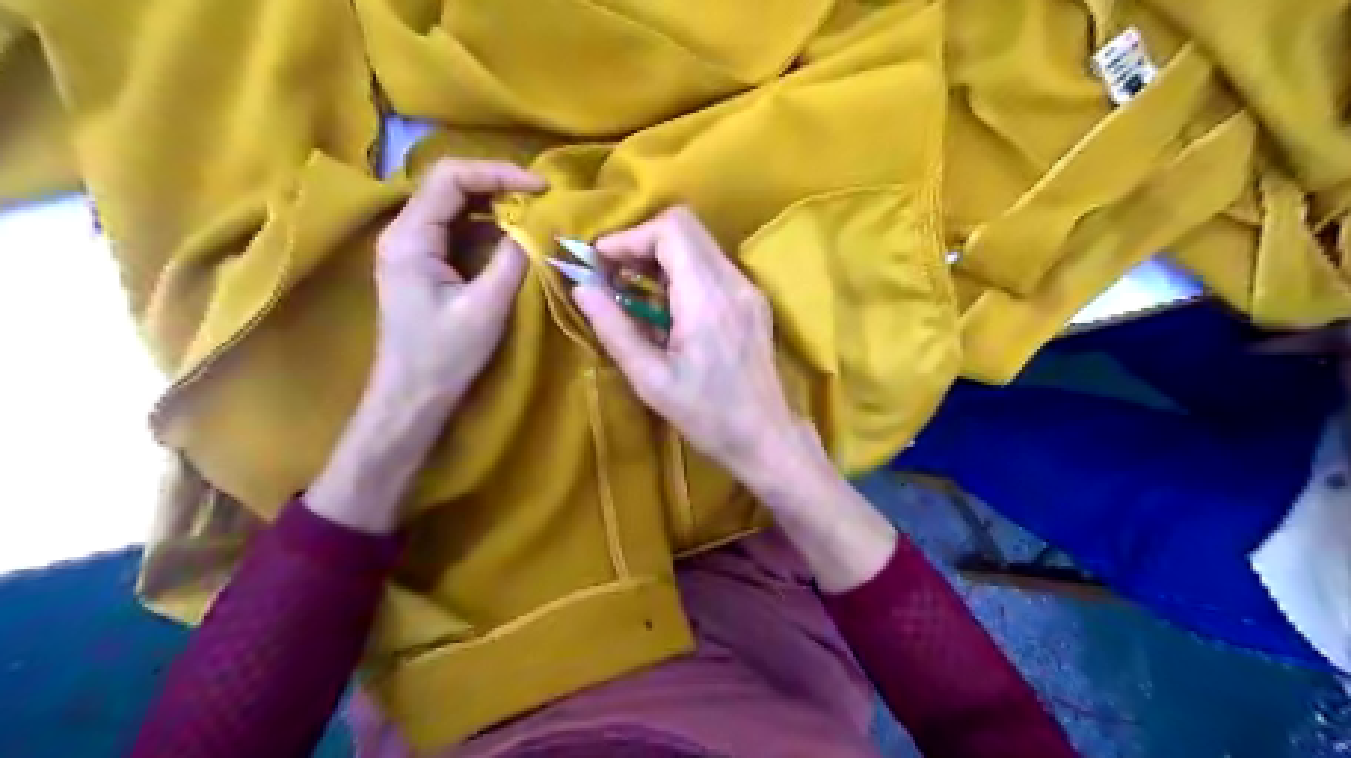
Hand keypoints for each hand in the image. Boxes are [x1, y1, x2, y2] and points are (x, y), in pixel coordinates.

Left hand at [368, 153, 548, 409]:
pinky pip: (457, 230)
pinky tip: (513, 239)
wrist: (413, 397)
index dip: (498, 172)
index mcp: (411, 238)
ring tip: (534, 216)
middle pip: (450, 185)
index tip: (541, 187)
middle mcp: (404, 233)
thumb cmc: (444, 357)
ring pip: (455, 206)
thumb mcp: (485, 308)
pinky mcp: (424, 264)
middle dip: (498, 185)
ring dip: (495, 205)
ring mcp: (412, 248)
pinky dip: (488, 228)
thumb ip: (510, 261)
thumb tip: (532, 228)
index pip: (451, 178)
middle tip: (541, 199)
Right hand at [573, 208, 894, 591]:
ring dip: (661, 257)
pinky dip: (681, 272)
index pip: (671, 230)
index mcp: (707, 297)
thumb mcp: (651, 381)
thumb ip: (614, 329)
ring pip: (700, 245)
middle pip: (685, 229)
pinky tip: (665, 307)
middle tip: (612, 275)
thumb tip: (581, 289)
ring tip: (632, 292)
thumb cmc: (708, 417)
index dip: (629, 237)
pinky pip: (712, 267)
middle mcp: (733, 282)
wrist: (768, 439)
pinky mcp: (753, 302)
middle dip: (641, 243)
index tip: (600, 264)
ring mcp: (748, 290)